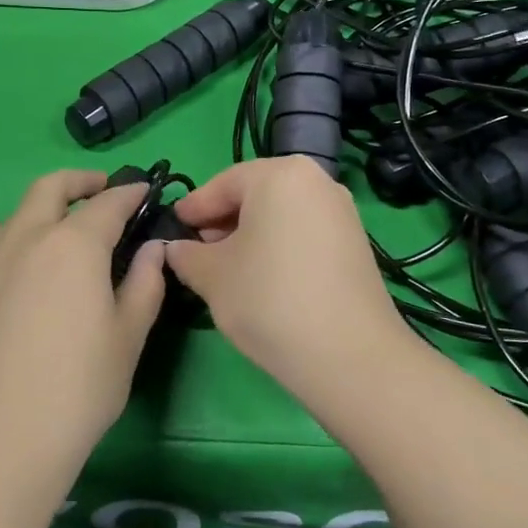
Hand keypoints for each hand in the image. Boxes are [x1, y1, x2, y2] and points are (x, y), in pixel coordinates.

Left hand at [0, 171, 164, 487]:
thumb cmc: (74, 396)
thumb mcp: (127, 341)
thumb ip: (146, 284)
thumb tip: (151, 248)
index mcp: (73, 246)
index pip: (109, 202)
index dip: (130, 192)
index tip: (143, 191)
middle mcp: (23, 238)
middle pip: (50, 188)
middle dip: (80, 182)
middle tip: (99, 192)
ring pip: (12, 220)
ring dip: (40, 219)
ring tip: (53, 248)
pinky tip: (2, 274)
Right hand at [167, 158, 410, 409]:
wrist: (349, 354)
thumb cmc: (269, 299)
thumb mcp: (213, 276)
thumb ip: (187, 255)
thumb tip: (176, 248)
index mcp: (280, 174)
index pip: (223, 183)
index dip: (194, 208)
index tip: (173, 227)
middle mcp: (316, 181)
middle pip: (256, 194)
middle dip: (223, 221)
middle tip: (197, 250)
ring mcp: (341, 211)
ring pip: (281, 213)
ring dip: (250, 235)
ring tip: (227, 268)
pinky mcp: (355, 242)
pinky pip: (304, 231)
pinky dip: (278, 245)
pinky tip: (263, 278)